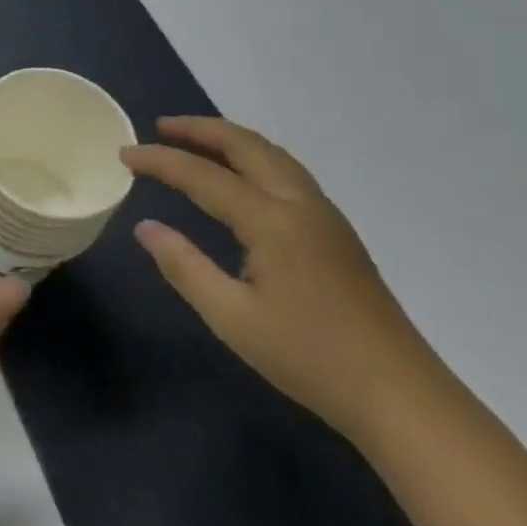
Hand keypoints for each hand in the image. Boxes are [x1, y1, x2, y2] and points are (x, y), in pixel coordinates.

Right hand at [124, 116, 440, 440]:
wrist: (402, 398)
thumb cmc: (311, 358)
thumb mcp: (232, 318)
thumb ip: (184, 266)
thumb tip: (145, 227)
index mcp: (272, 221)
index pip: (203, 175)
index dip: (160, 161)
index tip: (124, 154)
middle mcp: (300, 205)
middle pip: (247, 146)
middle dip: (201, 129)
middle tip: (161, 127)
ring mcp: (325, 217)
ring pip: (273, 156)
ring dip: (230, 140)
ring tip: (195, 142)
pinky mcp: (337, 234)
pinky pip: (287, 173)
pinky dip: (253, 158)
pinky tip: (241, 178)